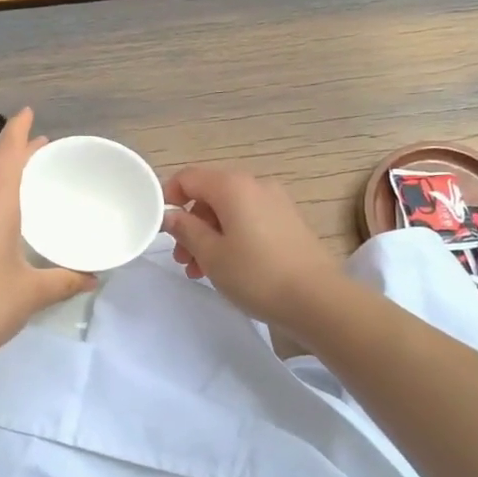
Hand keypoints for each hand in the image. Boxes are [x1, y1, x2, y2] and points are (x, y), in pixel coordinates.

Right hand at [162, 165, 347, 328]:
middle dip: (190, 223)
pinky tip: (227, 267)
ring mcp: (276, 202)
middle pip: (210, 194)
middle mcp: (256, 185)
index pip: (189, 177)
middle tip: (181, 258)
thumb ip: (186, 230)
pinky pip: (249, 220)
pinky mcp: (288, 222)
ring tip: (200, 270)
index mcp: (233, 186)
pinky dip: (231, 237)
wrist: (317, 299)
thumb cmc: (256, 274)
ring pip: (230, 210)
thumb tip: (171, 215)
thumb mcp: (211, 254)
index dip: (169, 196)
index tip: (160, 225)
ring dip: (209, 235)